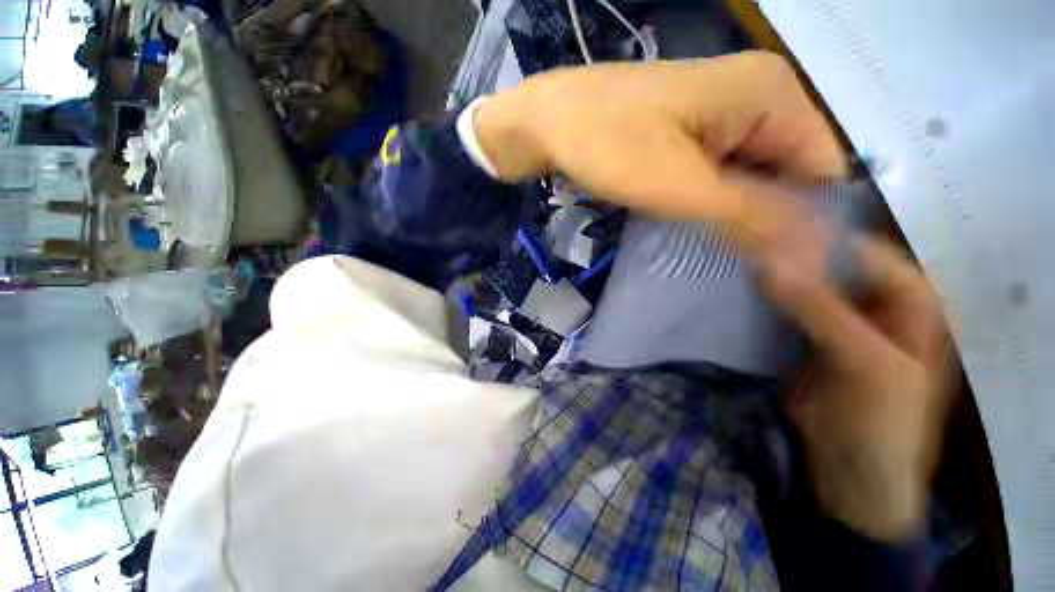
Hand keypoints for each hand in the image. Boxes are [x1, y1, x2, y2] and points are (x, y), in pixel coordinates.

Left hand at [473, 51, 846, 237]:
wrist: (549, 122)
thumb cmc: (606, 146)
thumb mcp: (678, 186)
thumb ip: (749, 215)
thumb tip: (814, 252)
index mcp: (772, 93)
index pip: (825, 169)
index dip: (809, 222)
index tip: (781, 268)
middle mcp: (760, 92)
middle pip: (792, 170)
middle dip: (770, 217)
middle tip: (743, 261)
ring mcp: (726, 107)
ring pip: (757, 172)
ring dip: (741, 210)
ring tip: (718, 243)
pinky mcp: (696, 124)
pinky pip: (727, 167)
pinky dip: (718, 197)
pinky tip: (699, 218)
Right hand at [757, 226, 954, 540]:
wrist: (852, 475)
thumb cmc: (881, 423)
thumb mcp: (863, 363)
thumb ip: (818, 309)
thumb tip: (765, 260)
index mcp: (911, 300)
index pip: (862, 250)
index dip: (816, 237)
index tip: (764, 229)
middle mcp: (876, 301)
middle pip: (830, 263)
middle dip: (789, 253)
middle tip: (742, 243)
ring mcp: (839, 319)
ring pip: (804, 282)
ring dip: (773, 273)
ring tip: (734, 259)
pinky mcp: (807, 336)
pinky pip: (785, 305)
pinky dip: (764, 295)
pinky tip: (738, 286)